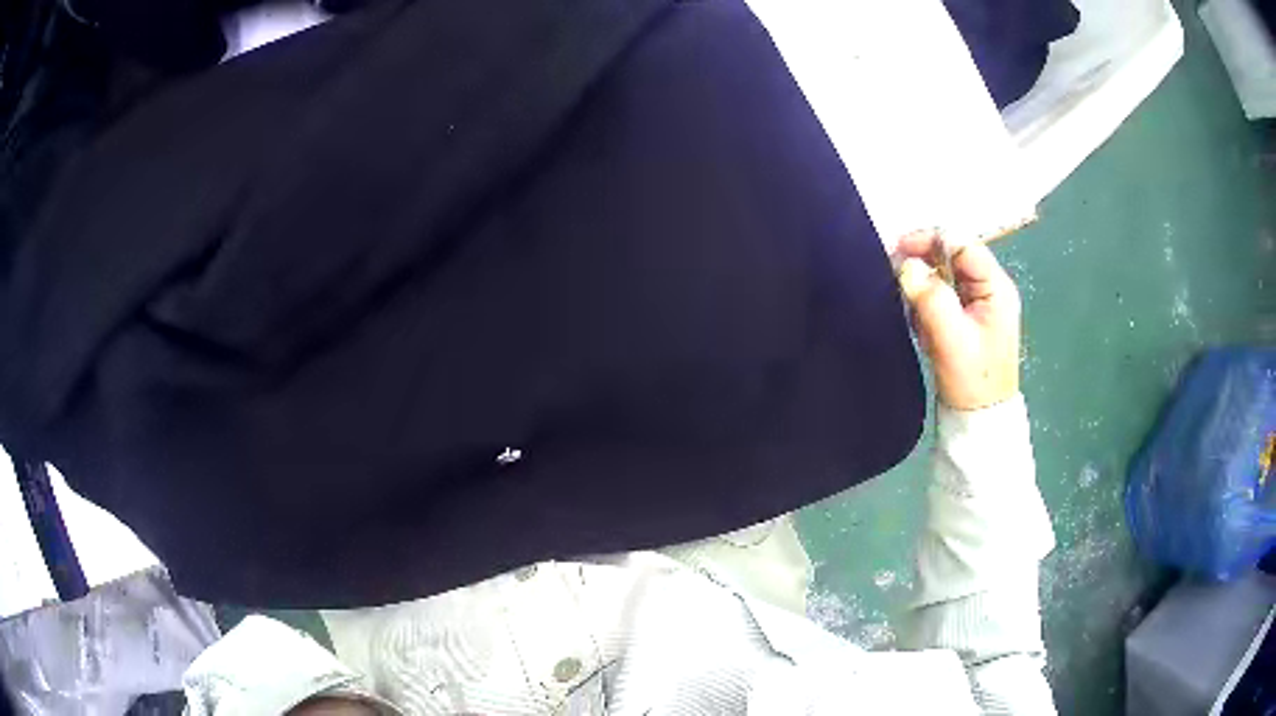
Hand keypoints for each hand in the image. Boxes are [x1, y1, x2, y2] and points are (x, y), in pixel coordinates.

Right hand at [895, 231, 1020, 410]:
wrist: (979, 420)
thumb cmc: (972, 379)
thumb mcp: (951, 337)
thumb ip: (930, 296)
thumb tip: (906, 265)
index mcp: (995, 287)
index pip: (961, 244)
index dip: (929, 240)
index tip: (897, 250)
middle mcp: (989, 289)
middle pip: (952, 257)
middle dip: (924, 266)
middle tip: (897, 282)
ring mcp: (979, 305)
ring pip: (944, 277)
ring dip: (923, 289)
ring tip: (914, 315)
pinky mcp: (967, 320)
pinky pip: (942, 297)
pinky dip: (926, 306)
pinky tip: (922, 327)